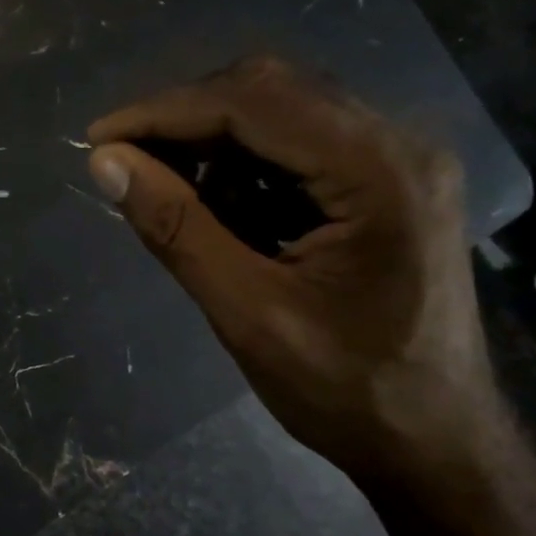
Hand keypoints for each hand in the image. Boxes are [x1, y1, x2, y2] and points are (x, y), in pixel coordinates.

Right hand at [86, 57, 507, 485]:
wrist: (436, 444)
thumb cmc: (348, 392)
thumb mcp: (248, 313)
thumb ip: (177, 228)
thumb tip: (106, 163)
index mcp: (379, 172)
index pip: (254, 103)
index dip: (165, 112)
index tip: (99, 140)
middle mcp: (398, 144)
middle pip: (272, 91)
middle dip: (187, 120)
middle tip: (126, 162)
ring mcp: (399, 161)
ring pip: (284, 111)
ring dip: (214, 142)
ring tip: (168, 191)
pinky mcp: (389, 183)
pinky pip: (302, 144)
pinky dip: (246, 165)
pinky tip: (220, 208)